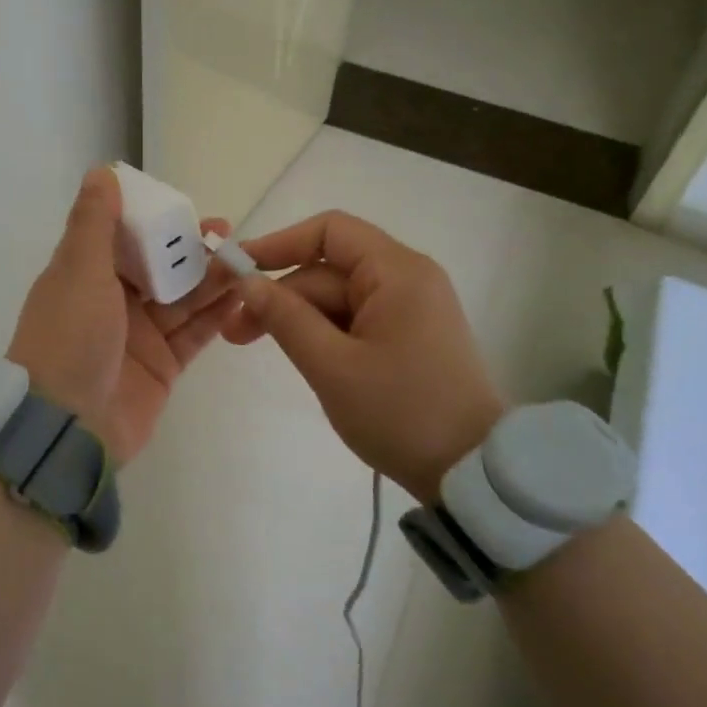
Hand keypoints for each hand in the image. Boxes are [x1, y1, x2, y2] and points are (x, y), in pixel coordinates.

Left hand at [6, 167, 238, 464]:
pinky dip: (217, 315)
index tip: (186, 207)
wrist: (67, 425)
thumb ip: (95, 221)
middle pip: (160, 267)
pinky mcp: (163, 366)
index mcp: (86, 275)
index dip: (155, 221)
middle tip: (229, 235)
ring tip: (245, 261)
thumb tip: (102, 171)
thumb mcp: (78, 269)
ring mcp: (139, 336)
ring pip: (183, 298)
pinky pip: (195, 333)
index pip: (125, 237)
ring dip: (211, 279)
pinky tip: (242, 296)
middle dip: (192, 250)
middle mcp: (113, 302)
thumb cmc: (69, 337)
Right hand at [224, 210, 506, 503]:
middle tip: (235, 331)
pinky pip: (355, 318)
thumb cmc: (401, 414)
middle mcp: (407, 278)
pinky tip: (300, 356)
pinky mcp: (409, 335)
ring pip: (338, 297)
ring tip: (253, 345)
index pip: (330, 231)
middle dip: (280, 294)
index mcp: (397, 272)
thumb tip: (246, 281)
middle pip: (329, 269)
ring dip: (297, 317)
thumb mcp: (331, 366)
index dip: (278, 244)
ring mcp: (411, 308)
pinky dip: (324, 332)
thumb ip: (284, 317)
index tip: (237, 269)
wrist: (471, 475)